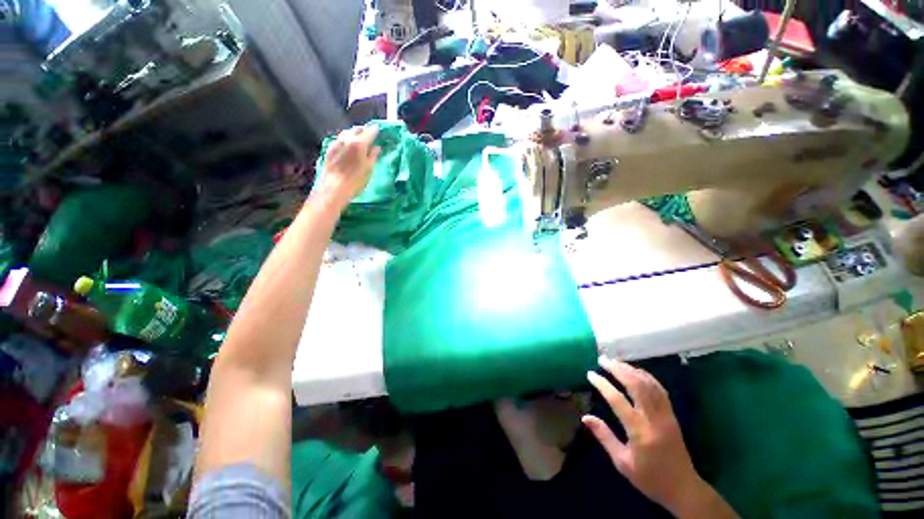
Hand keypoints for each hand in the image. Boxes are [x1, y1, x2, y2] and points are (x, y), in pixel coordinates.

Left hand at [319, 126, 380, 206]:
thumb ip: (373, 156)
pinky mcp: (329, 149)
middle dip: (364, 130)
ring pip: (346, 133)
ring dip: (354, 134)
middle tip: (370, 134)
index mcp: (359, 143)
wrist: (334, 188)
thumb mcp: (369, 169)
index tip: (379, 130)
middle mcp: (346, 139)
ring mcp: (336, 143)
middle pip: (356, 129)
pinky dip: (346, 139)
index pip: (369, 132)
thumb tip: (377, 147)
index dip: (375, 130)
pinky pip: (339, 139)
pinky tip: (348, 146)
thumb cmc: (355, 181)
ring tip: (359, 139)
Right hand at [583, 357, 709, 516]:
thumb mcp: (622, 462)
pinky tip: (636, 371)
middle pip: (637, 386)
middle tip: (603, 360)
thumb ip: (604, 437)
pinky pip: (660, 389)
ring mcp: (666, 415)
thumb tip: (585, 417)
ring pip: (649, 384)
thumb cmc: (649, 478)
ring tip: (616, 362)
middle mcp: (654, 419)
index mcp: (639, 432)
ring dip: (631, 370)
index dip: (603, 384)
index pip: (618, 401)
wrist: (683, 488)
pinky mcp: (672, 415)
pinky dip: (646, 376)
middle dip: (618, 369)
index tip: (590, 374)